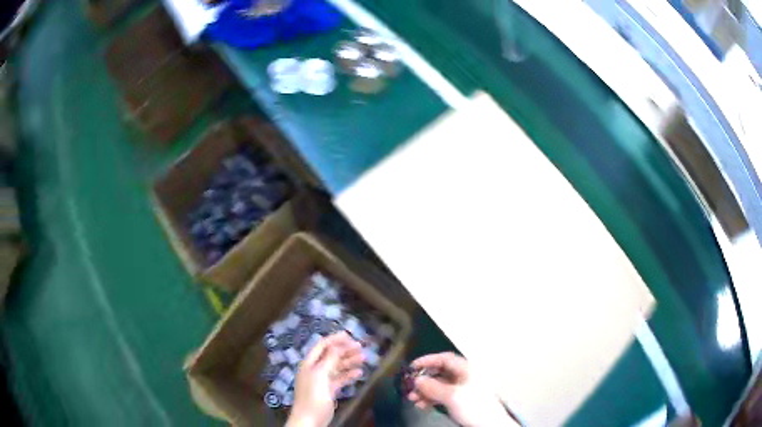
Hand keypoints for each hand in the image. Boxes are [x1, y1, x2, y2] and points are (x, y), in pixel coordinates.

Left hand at [285, 332, 363, 426]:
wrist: (310, 419)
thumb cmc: (313, 395)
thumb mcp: (320, 375)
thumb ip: (329, 359)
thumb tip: (338, 345)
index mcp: (309, 363)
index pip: (322, 345)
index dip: (335, 339)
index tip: (351, 335)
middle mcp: (315, 369)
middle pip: (331, 355)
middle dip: (345, 350)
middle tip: (362, 347)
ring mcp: (322, 380)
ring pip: (337, 367)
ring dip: (349, 361)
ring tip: (364, 358)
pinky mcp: (329, 391)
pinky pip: (340, 379)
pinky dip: (349, 375)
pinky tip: (359, 373)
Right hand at [407, 352, 516, 426]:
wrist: (490, 425)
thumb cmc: (474, 406)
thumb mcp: (452, 396)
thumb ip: (433, 387)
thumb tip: (416, 380)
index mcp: (466, 369)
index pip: (444, 358)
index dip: (427, 360)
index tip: (411, 367)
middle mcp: (464, 376)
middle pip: (440, 372)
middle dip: (423, 379)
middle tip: (409, 387)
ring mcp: (462, 389)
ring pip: (439, 385)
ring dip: (425, 391)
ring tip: (413, 399)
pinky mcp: (460, 400)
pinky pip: (442, 395)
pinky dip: (431, 398)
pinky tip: (422, 405)